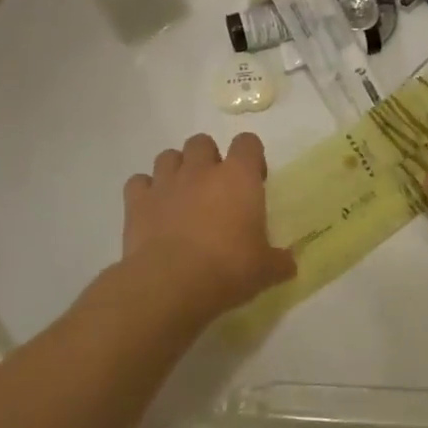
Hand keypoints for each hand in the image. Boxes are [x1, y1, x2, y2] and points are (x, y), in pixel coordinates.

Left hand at [122, 132, 295, 321]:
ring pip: (168, 156)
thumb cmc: (227, 269)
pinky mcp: (137, 202)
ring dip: (176, 170)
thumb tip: (290, 264)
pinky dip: (145, 191)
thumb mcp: (264, 270)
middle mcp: (201, 170)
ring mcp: (166, 183)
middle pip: (203, 142)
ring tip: (182, 196)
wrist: (170, 285)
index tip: (254, 181)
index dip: (252, 157)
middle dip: (208, 159)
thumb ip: (279, 262)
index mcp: (238, 177)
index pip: (248, 142)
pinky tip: (152, 210)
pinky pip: (139, 182)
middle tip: (215, 189)